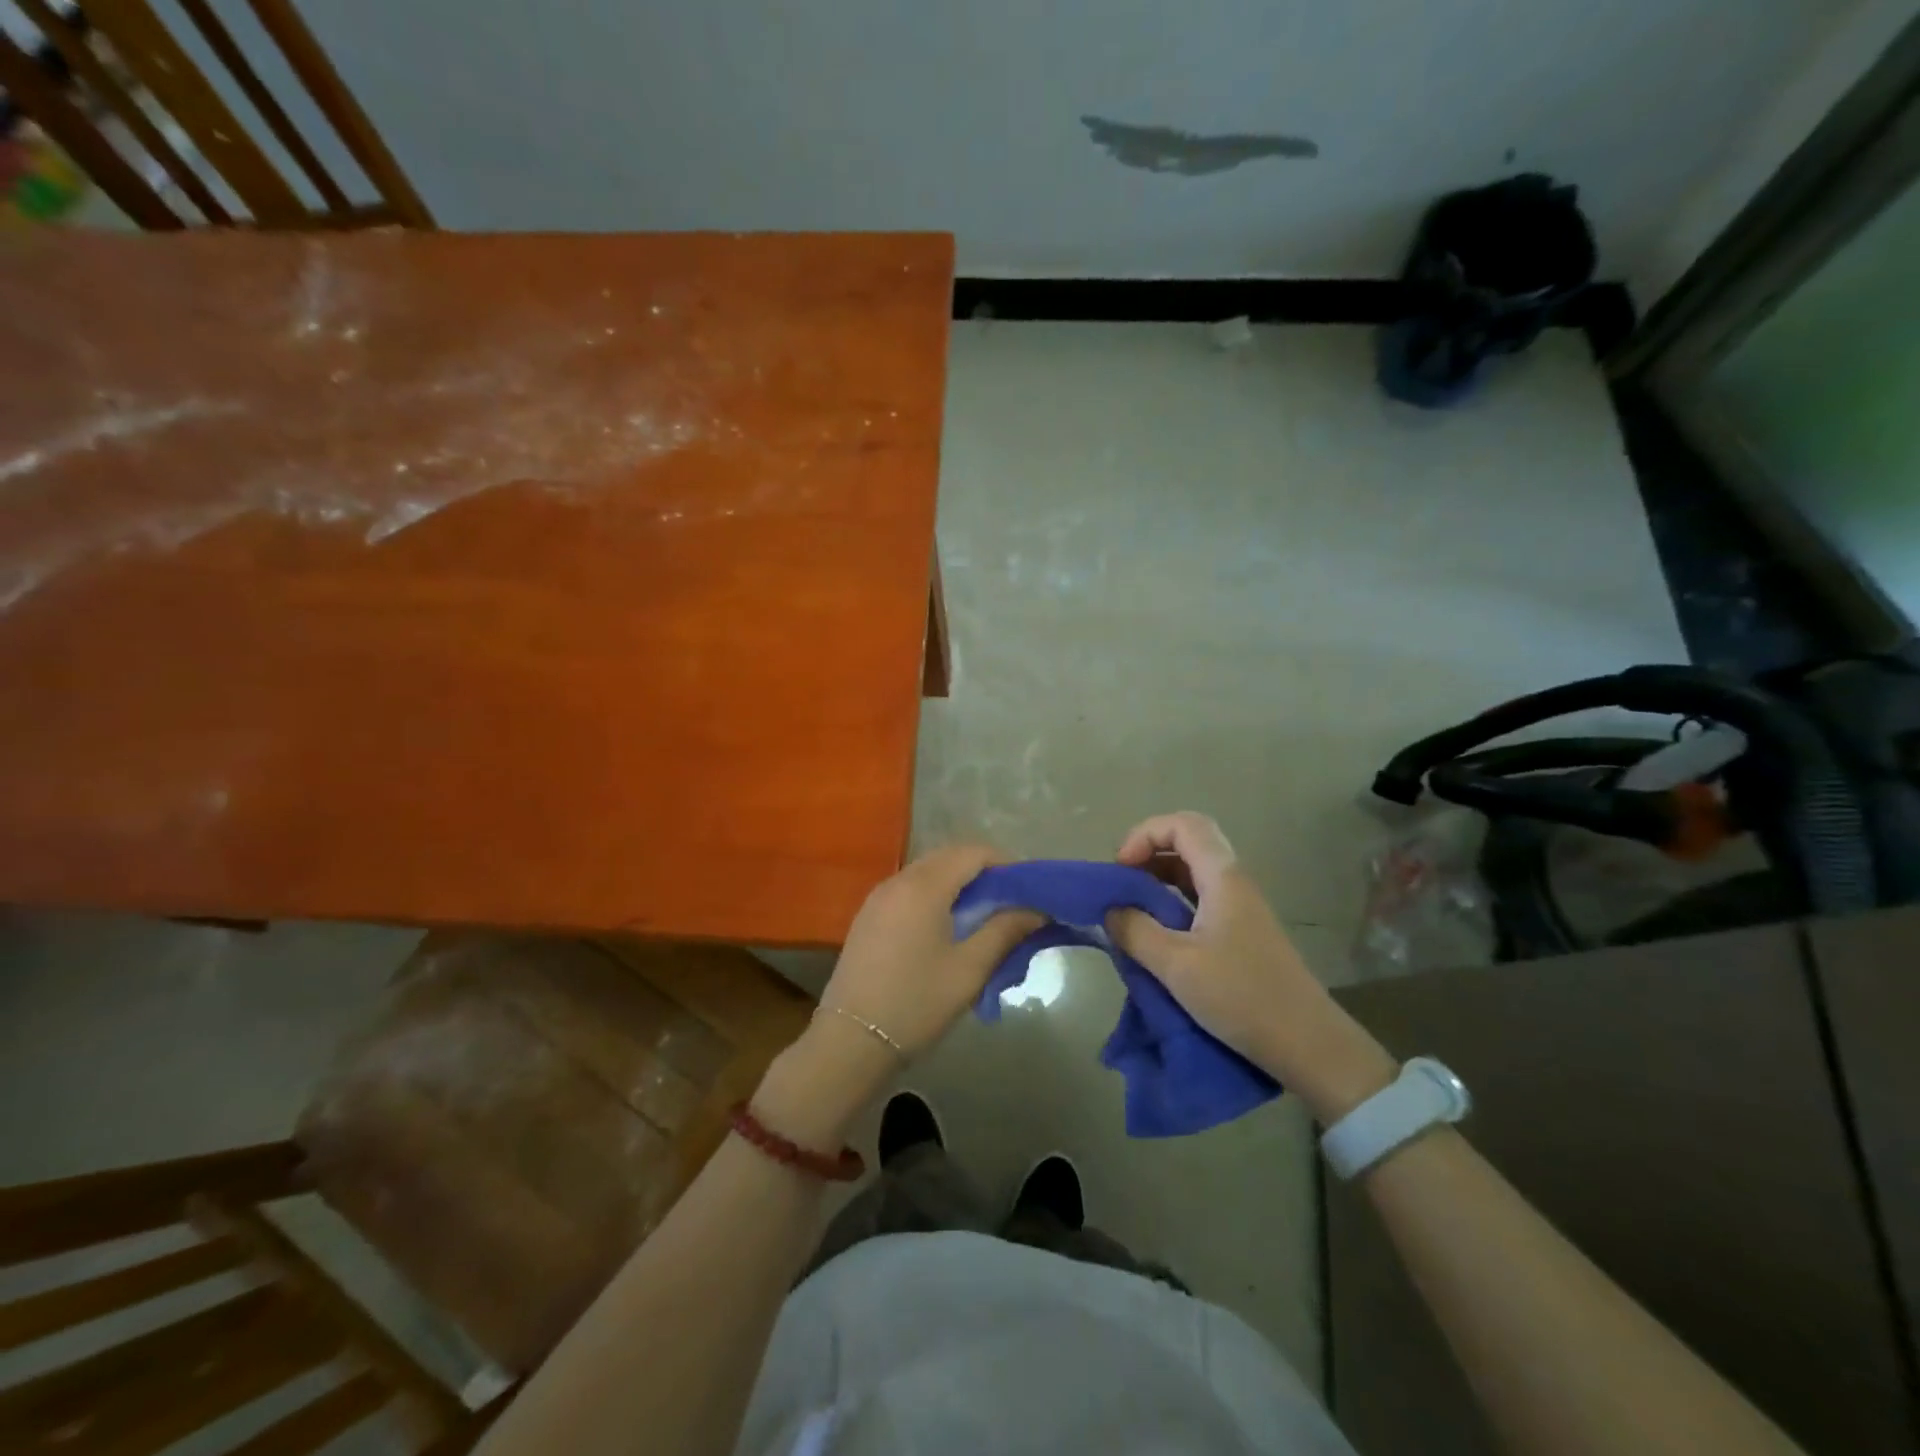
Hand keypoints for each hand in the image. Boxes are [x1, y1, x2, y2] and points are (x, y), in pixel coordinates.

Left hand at [824, 843, 1043, 1056]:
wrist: (850, 1040)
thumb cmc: (916, 1002)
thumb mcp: (969, 969)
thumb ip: (1005, 931)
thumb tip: (1036, 910)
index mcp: (924, 886)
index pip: (972, 852)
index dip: (1004, 863)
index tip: (1027, 889)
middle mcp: (898, 880)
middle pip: (948, 857)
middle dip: (983, 871)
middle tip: (1010, 902)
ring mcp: (878, 896)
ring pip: (927, 872)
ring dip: (958, 882)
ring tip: (983, 915)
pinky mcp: (868, 915)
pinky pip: (909, 889)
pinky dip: (935, 894)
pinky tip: (947, 926)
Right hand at [1106, 811, 1395, 1119]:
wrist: (1307, 1044)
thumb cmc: (1241, 996)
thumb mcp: (1176, 965)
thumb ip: (1135, 931)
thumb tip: (1111, 911)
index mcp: (1223, 877)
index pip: (1182, 825)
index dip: (1144, 834)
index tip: (1120, 869)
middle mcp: (1234, 882)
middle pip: (1189, 841)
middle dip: (1148, 852)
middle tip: (1122, 882)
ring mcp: (1240, 907)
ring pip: (1194, 870)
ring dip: (1158, 878)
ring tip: (1130, 907)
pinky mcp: (1241, 932)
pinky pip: (1200, 897)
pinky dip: (1171, 901)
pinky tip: (1155, 931)